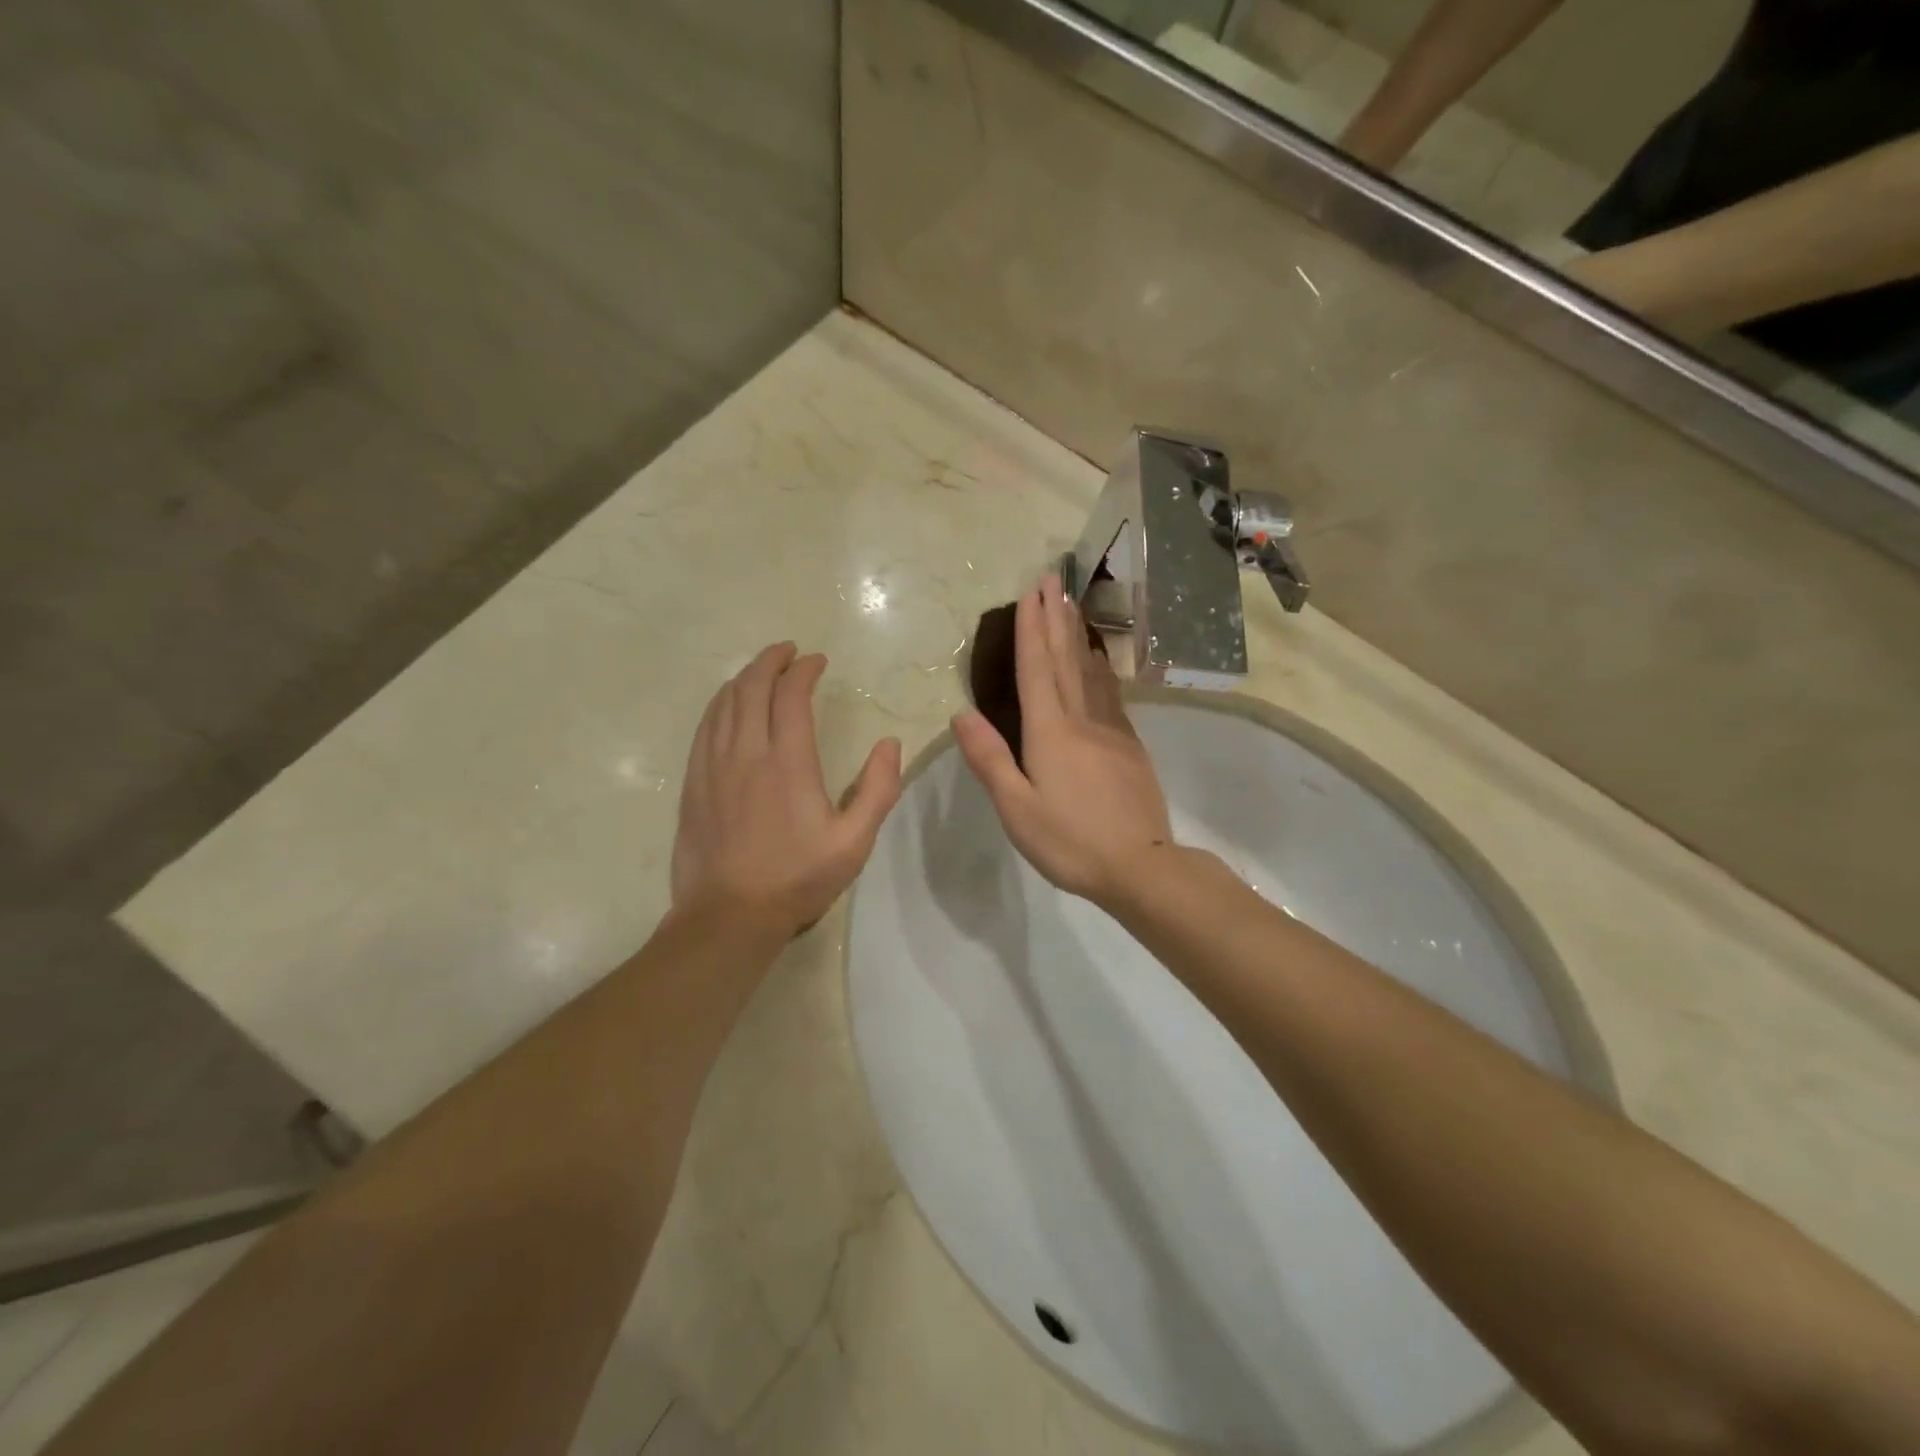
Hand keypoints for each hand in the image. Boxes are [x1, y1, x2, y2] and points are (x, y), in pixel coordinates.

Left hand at [672, 642, 901, 935]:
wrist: (729, 916)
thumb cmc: (797, 878)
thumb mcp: (854, 842)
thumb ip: (879, 790)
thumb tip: (890, 743)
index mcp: (787, 762)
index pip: (791, 695)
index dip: (804, 670)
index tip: (817, 661)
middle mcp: (746, 753)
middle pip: (751, 687)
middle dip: (770, 661)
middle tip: (788, 652)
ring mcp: (713, 766)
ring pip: (723, 703)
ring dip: (744, 678)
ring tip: (761, 670)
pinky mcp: (693, 783)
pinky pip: (704, 727)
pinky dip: (720, 704)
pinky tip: (727, 705)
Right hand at [953, 577, 1172, 907]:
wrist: (1141, 866)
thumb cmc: (1070, 841)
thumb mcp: (1017, 809)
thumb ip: (990, 760)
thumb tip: (962, 714)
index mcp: (1050, 732)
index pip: (1036, 670)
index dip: (1031, 630)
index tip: (1031, 592)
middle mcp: (1082, 721)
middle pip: (1066, 661)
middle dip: (1056, 619)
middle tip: (1053, 581)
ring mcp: (1111, 732)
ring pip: (1091, 673)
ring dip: (1079, 636)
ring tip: (1073, 607)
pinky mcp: (1129, 747)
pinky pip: (1110, 695)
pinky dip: (1100, 670)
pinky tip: (1099, 663)